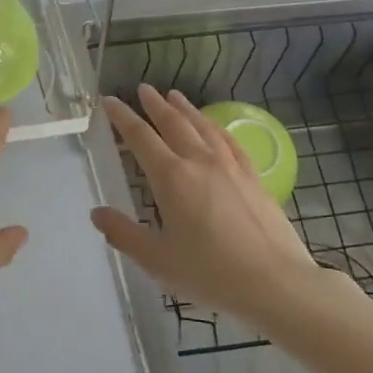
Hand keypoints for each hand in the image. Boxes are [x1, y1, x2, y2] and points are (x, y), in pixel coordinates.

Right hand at [91, 87, 328, 326]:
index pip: (141, 137)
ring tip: (174, 95)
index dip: (122, 118)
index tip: (109, 102)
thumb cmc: (210, 274)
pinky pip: (230, 141)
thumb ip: (124, 234)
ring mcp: (231, 166)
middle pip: (174, 123)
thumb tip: (97, 213)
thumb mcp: (157, 260)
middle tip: (143, 89)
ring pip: (203, 126)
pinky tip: (214, 127)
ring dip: (186, 109)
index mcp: (171, 178)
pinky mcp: (254, 177)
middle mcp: (200, 162)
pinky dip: (216, 127)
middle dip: (155, 104)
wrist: (275, 283)